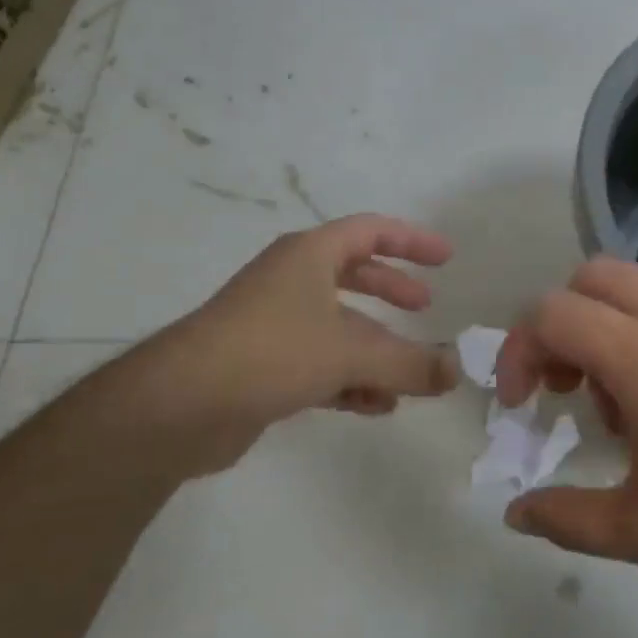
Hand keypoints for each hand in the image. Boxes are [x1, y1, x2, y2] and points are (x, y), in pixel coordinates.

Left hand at [123, 215, 459, 476]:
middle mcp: (290, 282)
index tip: (446, 257)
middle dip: (391, 289)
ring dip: (375, 348)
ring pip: (338, 327)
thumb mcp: (352, 353)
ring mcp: (273, 324)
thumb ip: (410, 363)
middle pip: (352, 275)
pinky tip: (377, 406)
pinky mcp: (263, 366)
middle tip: (424, 306)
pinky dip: (351, 380)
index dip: (410, 241)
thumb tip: (456, 372)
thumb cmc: (272, 352)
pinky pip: (321, 364)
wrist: (181, 405)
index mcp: (308, 256)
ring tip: (409, 374)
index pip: (369, 231)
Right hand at [495, 258, 637, 621]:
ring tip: (615, 408)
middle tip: (562, 386)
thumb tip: (515, 514)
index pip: (554, 314)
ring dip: (604, 328)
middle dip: (560, 323)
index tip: (521, 407)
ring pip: (636, 289)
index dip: (520, 352)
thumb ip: (568, 517)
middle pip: (594, 277)